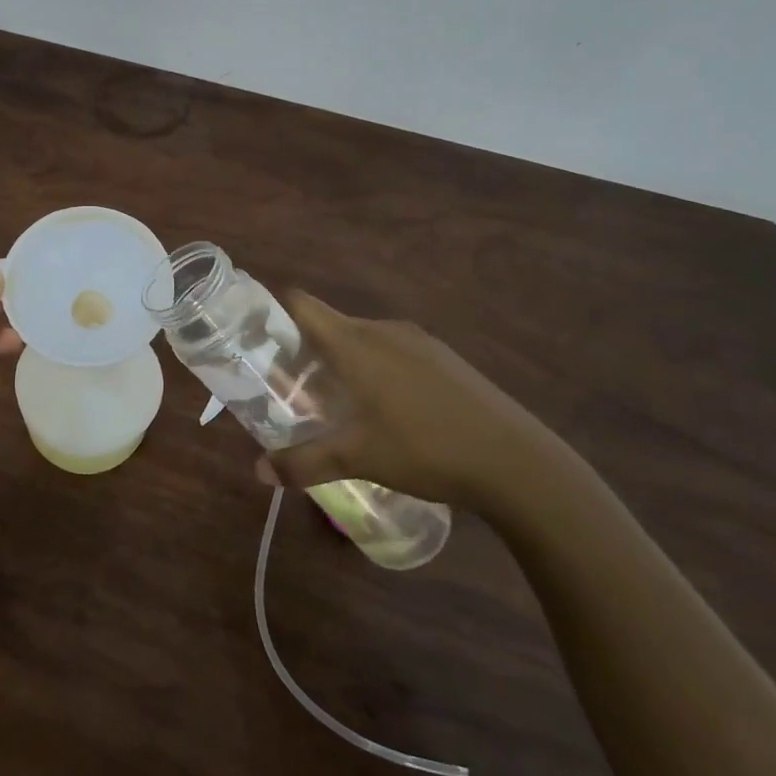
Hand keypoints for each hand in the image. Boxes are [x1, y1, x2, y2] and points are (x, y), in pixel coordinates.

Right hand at [263, 291, 580, 516]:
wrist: (518, 463)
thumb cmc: (425, 448)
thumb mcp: (357, 458)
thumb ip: (302, 462)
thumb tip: (256, 472)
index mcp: (354, 342)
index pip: (301, 304)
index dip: (273, 312)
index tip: (257, 340)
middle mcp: (383, 330)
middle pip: (329, 324)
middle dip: (304, 350)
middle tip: (290, 387)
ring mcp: (419, 342)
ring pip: (362, 339)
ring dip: (342, 361)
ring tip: (335, 402)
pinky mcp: (445, 359)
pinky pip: (393, 351)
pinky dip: (375, 369)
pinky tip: (387, 410)